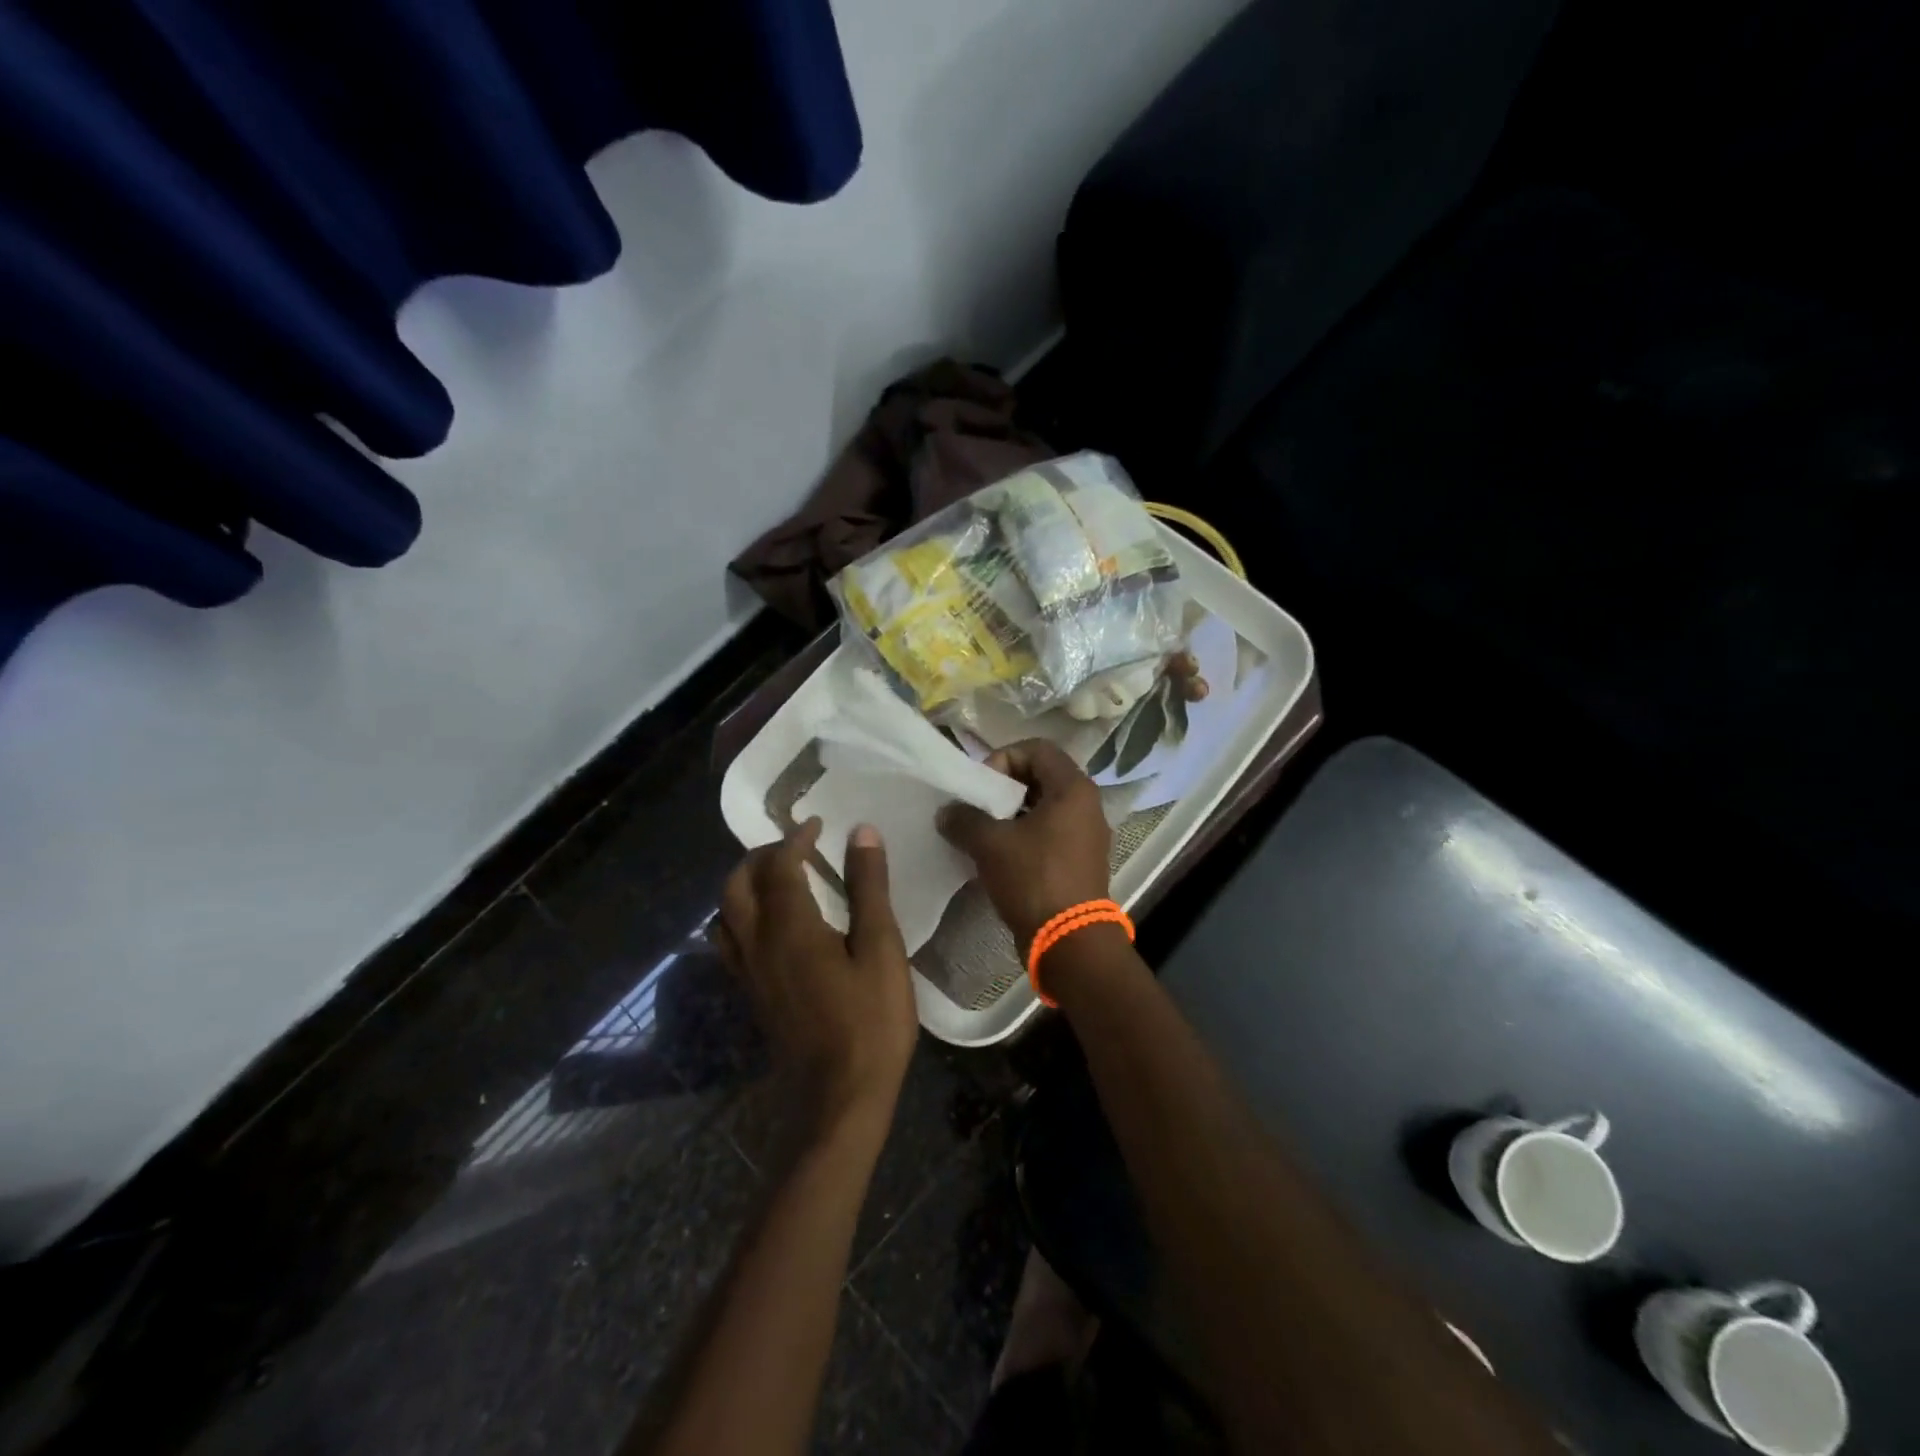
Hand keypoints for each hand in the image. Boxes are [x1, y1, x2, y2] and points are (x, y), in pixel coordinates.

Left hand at [715, 820, 917, 1137]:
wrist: (840, 1099)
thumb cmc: (870, 1022)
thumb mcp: (881, 949)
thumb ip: (868, 888)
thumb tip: (861, 833)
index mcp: (789, 927)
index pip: (779, 866)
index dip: (795, 839)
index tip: (817, 825)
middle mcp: (757, 944)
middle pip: (736, 886)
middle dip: (759, 857)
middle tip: (793, 847)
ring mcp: (749, 974)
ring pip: (725, 915)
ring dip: (744, 886)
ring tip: (778, 880)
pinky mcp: (753, 996)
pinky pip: (732, 942)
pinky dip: (743, 917)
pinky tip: (774, 926)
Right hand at [937, 740, 1112, 946]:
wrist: (1069, 943)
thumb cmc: (1034, 880)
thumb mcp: (990, 844)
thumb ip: (964, 818)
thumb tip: (947, 811)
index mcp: (1073, 789)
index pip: (1037, 749)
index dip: (1003, 758)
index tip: (981, 787)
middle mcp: (1086, 806)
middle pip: (1039, 777)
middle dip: (1003, 788)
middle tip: (977, 808)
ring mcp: (1084, 836)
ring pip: (1042, 808)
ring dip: (1009, 815)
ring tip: (981, 833)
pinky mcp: (1078, 862)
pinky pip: (1047, 834)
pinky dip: (1021, 837)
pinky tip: (996, 856)